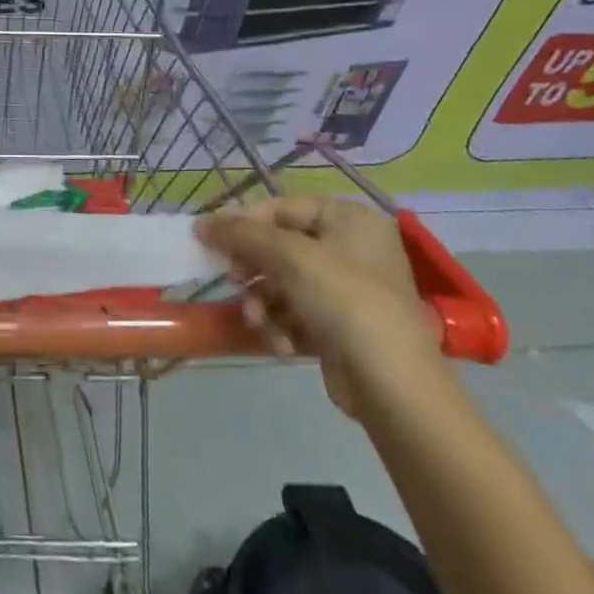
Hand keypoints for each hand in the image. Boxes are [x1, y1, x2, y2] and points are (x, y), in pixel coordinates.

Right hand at [196, 195, 442, 416]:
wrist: (392, 385)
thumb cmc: (345, 301)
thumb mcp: (290, 256)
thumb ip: (241, 234)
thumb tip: (200, 222)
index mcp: (350, 219)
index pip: (282, 207)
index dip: (244, 222)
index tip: (211, 239)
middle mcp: (351, 248)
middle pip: (280, 246)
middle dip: (254, 270)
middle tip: (234, 281)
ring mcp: (347, 289)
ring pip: (282, 283)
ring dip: (263, 303)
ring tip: (259, 322)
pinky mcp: (340, 326)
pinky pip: (295, 313)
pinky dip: (282, 326)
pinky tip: (283, 345)